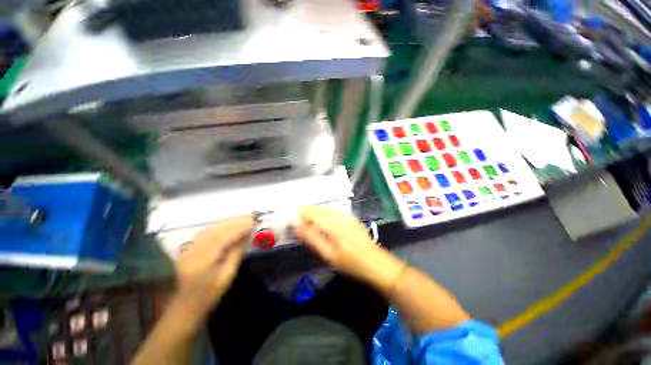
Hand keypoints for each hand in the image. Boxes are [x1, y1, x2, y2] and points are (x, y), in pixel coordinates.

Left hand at [172, 215, 252, 318]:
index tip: (253, 222)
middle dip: (234, 221)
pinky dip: (218, 225)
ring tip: (242, 218)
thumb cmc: (209, 295)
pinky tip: (227, 224)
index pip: (223, 238)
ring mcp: (188, 248)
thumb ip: (236, 254)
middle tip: (250, 216)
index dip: (239, 229)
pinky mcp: (188, 248)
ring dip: (227, 221)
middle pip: (216, 230)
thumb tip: (247, 236)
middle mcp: (193, 250)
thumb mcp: (227, 276)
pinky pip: (204, 232)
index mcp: (203, 261)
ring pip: (210, 228)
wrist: (184, 306)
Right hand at [296, 206, 404, 292]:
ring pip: (324, 209)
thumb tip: (297, 226)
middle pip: (316, 208)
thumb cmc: (351, 263)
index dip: (298, 214)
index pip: (309, 212)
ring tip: (306, 223)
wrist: (376, 263)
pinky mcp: (350, 218)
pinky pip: (333, 211)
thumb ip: (312, 238)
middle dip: (304, 214)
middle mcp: (338, 214)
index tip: (290, 222)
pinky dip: (324, 215)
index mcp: (331, 222)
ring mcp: (346, 215)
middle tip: (297, 225)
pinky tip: (322, 222)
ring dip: (313, 214)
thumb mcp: (328, 255)